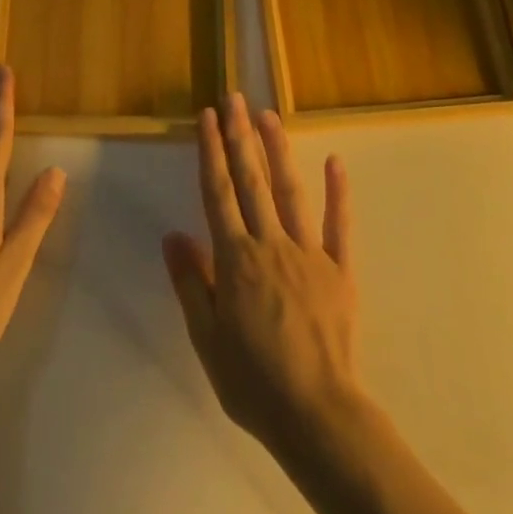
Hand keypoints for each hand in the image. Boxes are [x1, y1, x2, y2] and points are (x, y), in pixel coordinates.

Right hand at [162, 93, 364, 463]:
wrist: (317, 414)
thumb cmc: (253, 381)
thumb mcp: (206, 338)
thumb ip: (191, 282)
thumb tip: (173, 235)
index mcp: (235, 259)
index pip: (218, 192)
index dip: (211, 152)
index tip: (207, 117)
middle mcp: (270, 244)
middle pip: (251, 180)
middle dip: (240, 136)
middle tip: (234, 98)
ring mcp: (308, 253)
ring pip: (289, 191)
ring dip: (277, 150)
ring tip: (268, 115)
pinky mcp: (339, 269)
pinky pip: (338, 225)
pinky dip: (337, 192)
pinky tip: (335, 161)